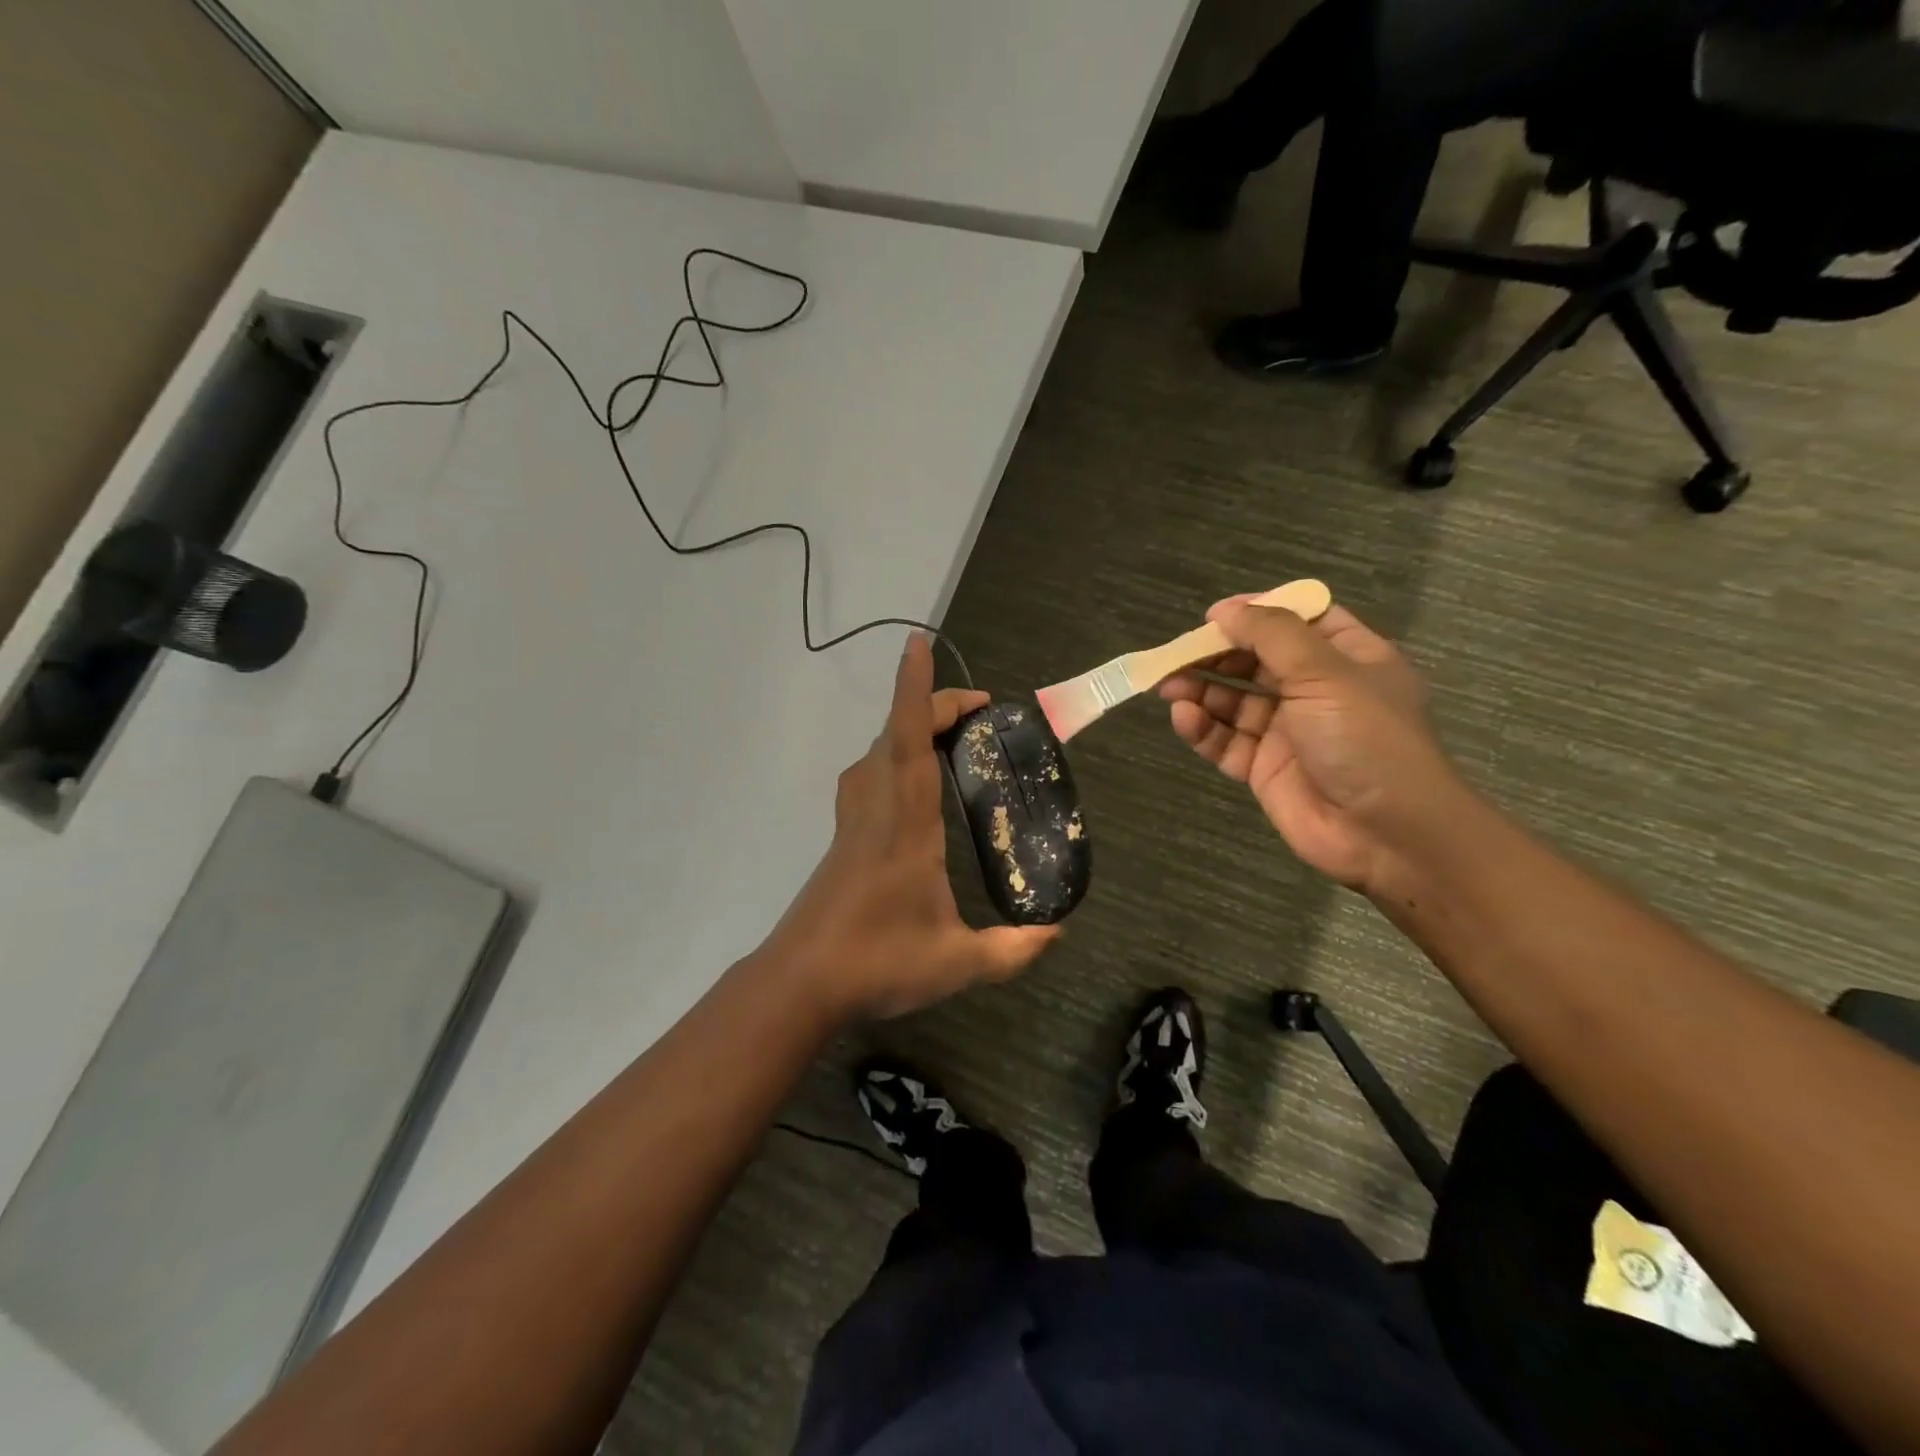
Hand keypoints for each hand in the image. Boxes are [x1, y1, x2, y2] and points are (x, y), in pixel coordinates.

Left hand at [766, 634, 1058, 1020]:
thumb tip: (1058, 933)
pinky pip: (867, 777)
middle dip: (931, 705)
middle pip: (895, 736)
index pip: (909, 741)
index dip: (916, 691)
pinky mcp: (843, 840)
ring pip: (875, 753)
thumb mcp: (957, 962)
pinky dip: (891, 756)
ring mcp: (853, 823)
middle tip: (978, 711)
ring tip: (948, 737)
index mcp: (906, 825)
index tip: (918, 644)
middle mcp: (876, 810)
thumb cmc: (876, 963)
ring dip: (907, 729)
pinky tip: (909, 783)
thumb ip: (1012, 950)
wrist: (800, 984)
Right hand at [1161, 599, 1462, 892]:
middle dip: (1216, 655)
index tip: (1215, 615)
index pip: (1299, 621)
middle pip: (1257, 661)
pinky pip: (1226, 741)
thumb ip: (1272, 636)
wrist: (1387, 835)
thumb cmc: (1366, 739)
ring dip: (1201, 689)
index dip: (1258, 612)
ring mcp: (1289, 732)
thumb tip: (1225, 610)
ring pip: (1234, 701)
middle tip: (1176, 653)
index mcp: (1348, 658)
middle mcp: (1317, 691)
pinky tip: (1184, 717)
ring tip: (1167, 684)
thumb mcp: (1326, 673)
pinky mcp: (1265, 769)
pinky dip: (1202, 728)